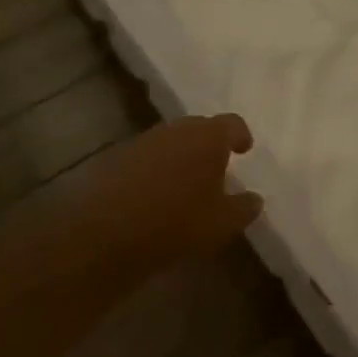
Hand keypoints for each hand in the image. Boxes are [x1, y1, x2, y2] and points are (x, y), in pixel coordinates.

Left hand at [44, 114, 262, 272]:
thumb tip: (254, 199)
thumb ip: (244, 208)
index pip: (232, 124)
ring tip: (187, 183)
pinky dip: (157, 169)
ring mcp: (143, 141)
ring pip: (171, 142)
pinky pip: (147, 157)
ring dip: (181, 156)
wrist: (103, 232)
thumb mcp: (222, 223)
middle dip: (210, 145)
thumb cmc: (176, 222)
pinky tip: (157, 194)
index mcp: (208, 137)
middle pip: (200, 128)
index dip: (241, 136)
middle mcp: (176, 130)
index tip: (244, 149)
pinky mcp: (116, 158)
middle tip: (218, 167)